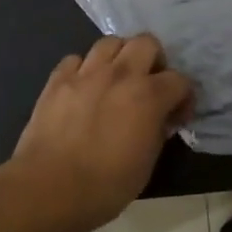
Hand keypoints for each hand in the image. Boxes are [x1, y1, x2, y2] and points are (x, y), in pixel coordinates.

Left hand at [5, 35, 192, 231]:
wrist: (48, 189)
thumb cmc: (104, 186)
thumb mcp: (146, 165)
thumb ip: (158, 132)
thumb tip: (160, 120)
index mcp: (148, 96)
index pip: (180, 80)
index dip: (183, 97)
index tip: (177, 115)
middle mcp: (120, 74)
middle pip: (147, 42)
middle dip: (154, 60)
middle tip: (148, 84)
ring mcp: (86, 73)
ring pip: (110, 42)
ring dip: (119, 56)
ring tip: (116, 79)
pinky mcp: (58, 79)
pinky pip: (75, 59)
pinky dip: (83, 69)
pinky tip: (83, 88)